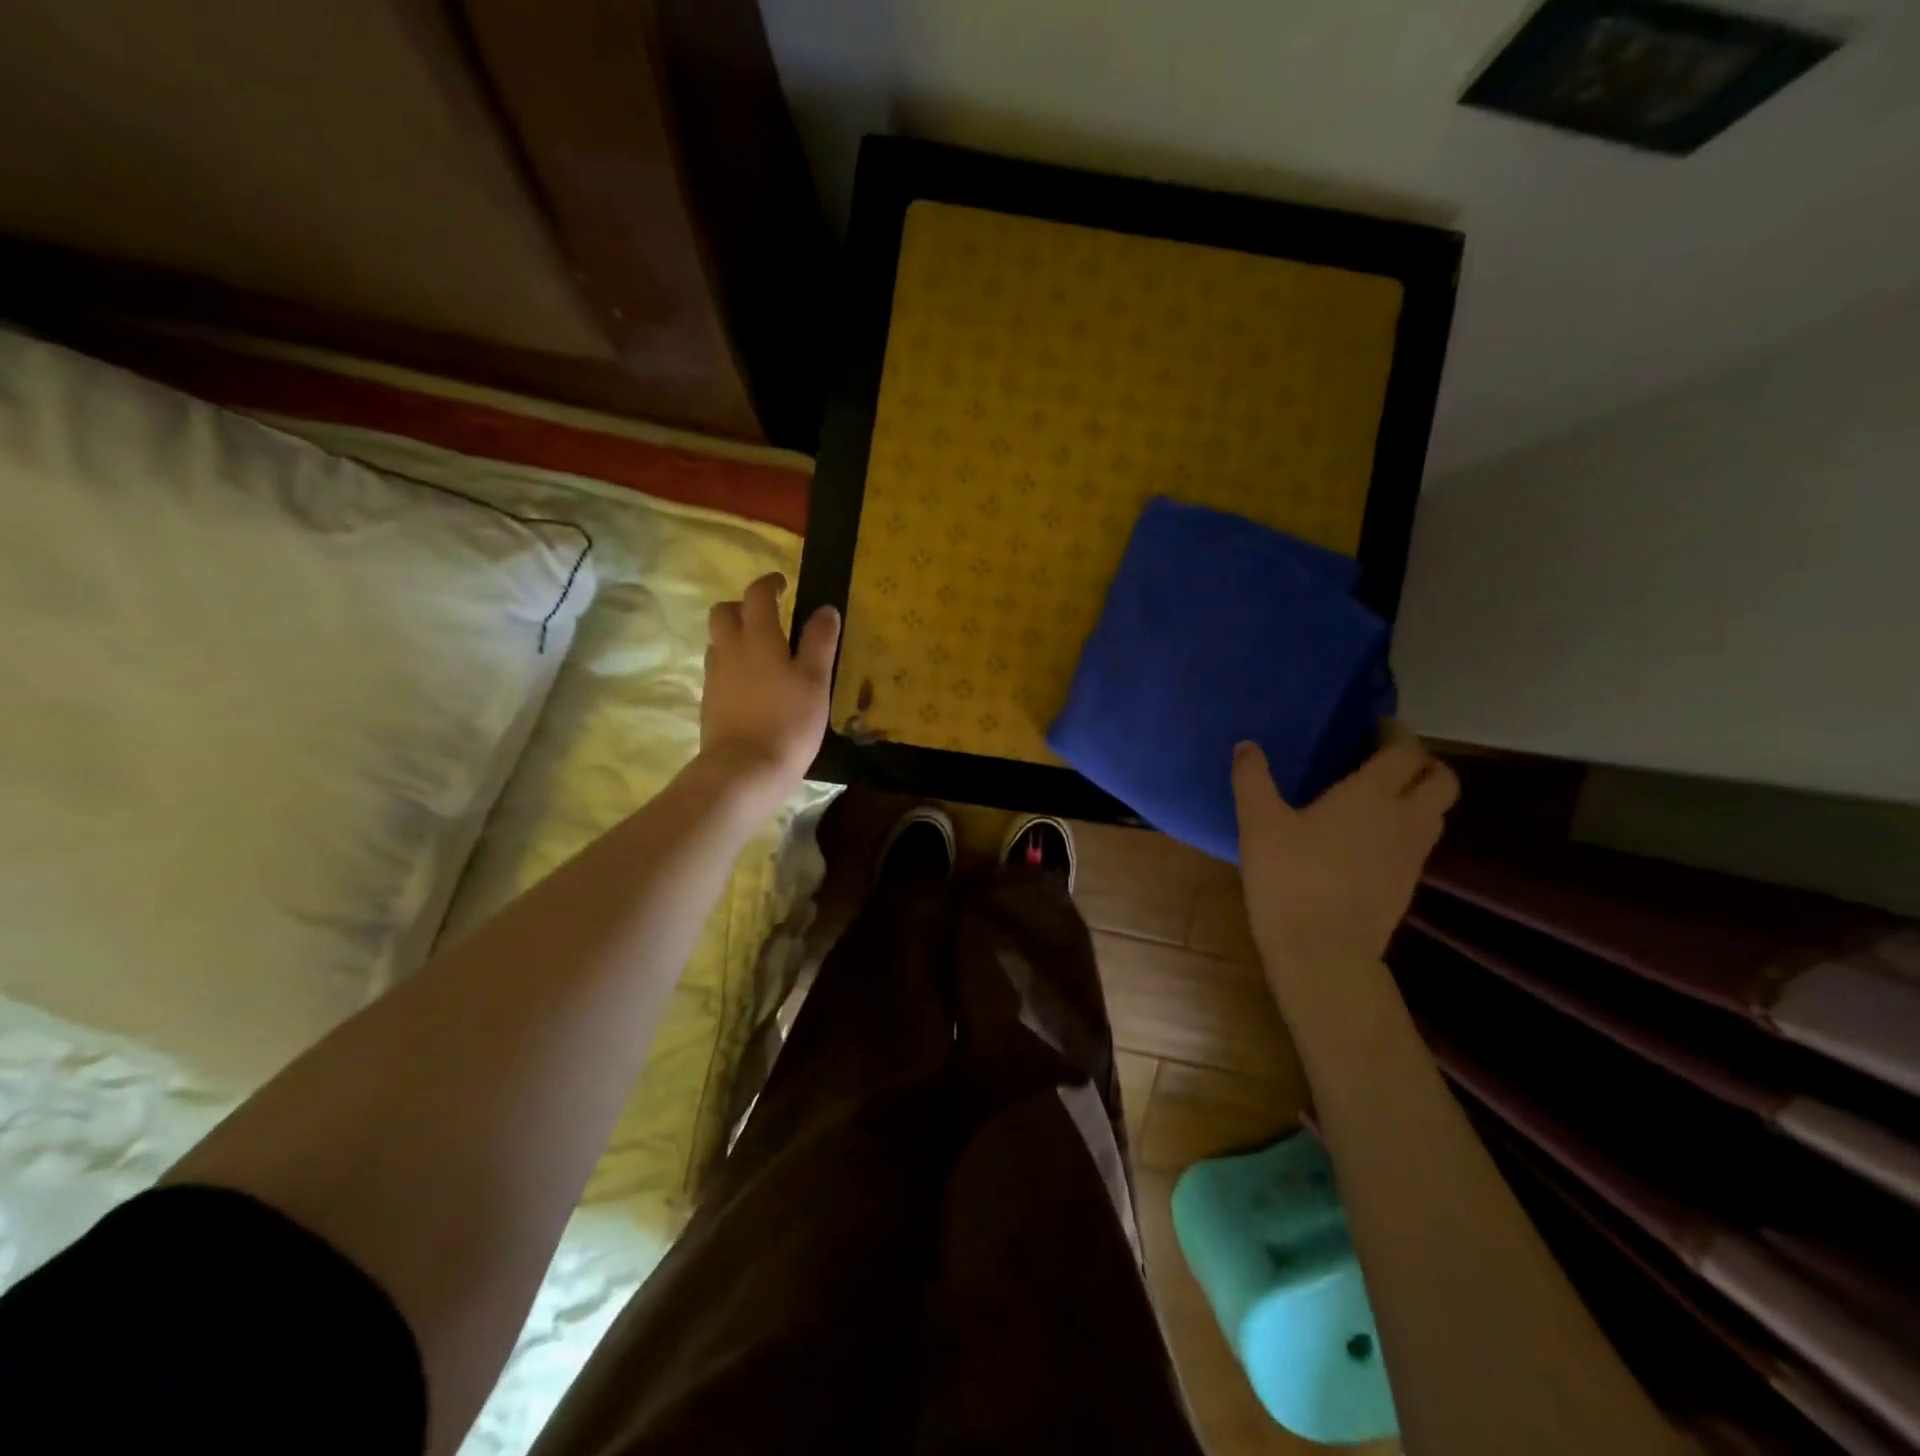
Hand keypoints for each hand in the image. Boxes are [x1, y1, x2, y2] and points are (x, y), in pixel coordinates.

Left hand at [700, 573, 839, 810]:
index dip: (770, 584)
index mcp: (758, 637)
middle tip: (768, 616)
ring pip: (719, 640)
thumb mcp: (815, 680)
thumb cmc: (788, 721)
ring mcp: (715, 676)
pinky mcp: (710, 701)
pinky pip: (718, 668)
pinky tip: (753, 683)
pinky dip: (733, 663)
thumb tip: (825, 609)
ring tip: (763, 651)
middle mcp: (729, 649)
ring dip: (736, 634)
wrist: (744, 769)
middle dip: (744, 606)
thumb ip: (820, 642)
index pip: (757, 595)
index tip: (784, 585)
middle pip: (725, 612)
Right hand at [1232, 724, 1457, 978]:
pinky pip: (1419, 842)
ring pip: (1437, 813)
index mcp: (1373, 795)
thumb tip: (1247, 746)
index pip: (1405, 750)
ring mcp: (1412, 855)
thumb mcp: (1259, 824)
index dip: (1396, 733)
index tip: (1377, 725)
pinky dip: (1407, 827)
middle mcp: (1405, 818)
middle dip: (1422, 762)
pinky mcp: (1407, 885)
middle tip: (1388, 759)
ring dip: (1419, 795)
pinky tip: (1369, 838)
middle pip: (1442, 779)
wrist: (1324, 952)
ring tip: (1381, 796)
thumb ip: (1253, 780)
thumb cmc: (1290, 878)